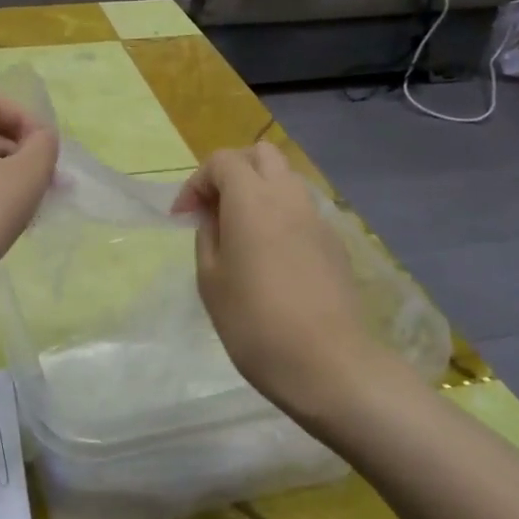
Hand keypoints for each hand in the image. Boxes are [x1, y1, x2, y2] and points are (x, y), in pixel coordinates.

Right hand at [171, 143, 393, 428]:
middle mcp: (288, 197)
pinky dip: (281, 214)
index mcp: (252, 200)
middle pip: (261, 155)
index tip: (184, 218)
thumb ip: (208, 238)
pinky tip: (272, 254)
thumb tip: (214, 220)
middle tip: (214, 208)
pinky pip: (302, 210)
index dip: (196, 183)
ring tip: (241, 230)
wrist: (329, 364)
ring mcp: (317, 218)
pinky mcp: (335, 242)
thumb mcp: (211, 281)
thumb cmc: (255, 323)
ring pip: (286, 179)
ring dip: (259, 190)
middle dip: (232, 171)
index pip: (222, 161)